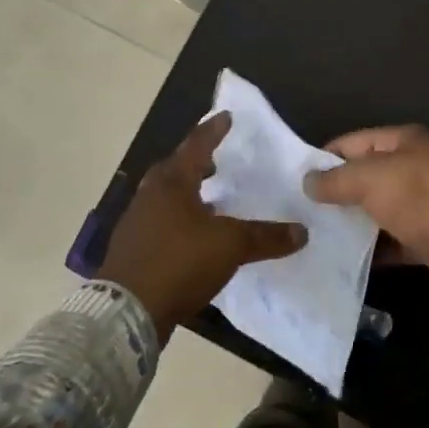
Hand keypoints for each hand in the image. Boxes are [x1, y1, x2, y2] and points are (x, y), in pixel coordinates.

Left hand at [98, 113, 303, 342]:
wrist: (126, 311)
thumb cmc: (179, 263)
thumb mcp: (230, 247)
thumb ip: (265, 237)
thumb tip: (302, 231)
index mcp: (172, 183)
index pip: (197, 146)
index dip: (214, 130)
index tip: (226, 117)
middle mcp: (150, 195)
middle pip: (175, 168)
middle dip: (196, 163)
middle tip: (216, 163)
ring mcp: (136, 222)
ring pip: (165, 196)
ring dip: (186, 193)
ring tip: (210, 202)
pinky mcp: (131, 248)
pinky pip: (159, 222)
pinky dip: (178, 220)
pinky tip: (192, 237)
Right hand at [304, 126, 428, 298]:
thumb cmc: (423, 198)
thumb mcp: (372, 179)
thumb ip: (336, 179)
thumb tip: (308, 181)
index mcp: (402, 142)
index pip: (352, 143)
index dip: (323, 158)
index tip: (293, 180)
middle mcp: (411, 169)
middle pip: (364, 177)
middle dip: (334, 193)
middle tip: (298, 213)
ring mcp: (421, 205)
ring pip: (375, 211)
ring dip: (350, 224)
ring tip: (312, 238)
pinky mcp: (426, 239)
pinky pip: (390, 241)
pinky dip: (370, 250)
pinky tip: (342, 261)